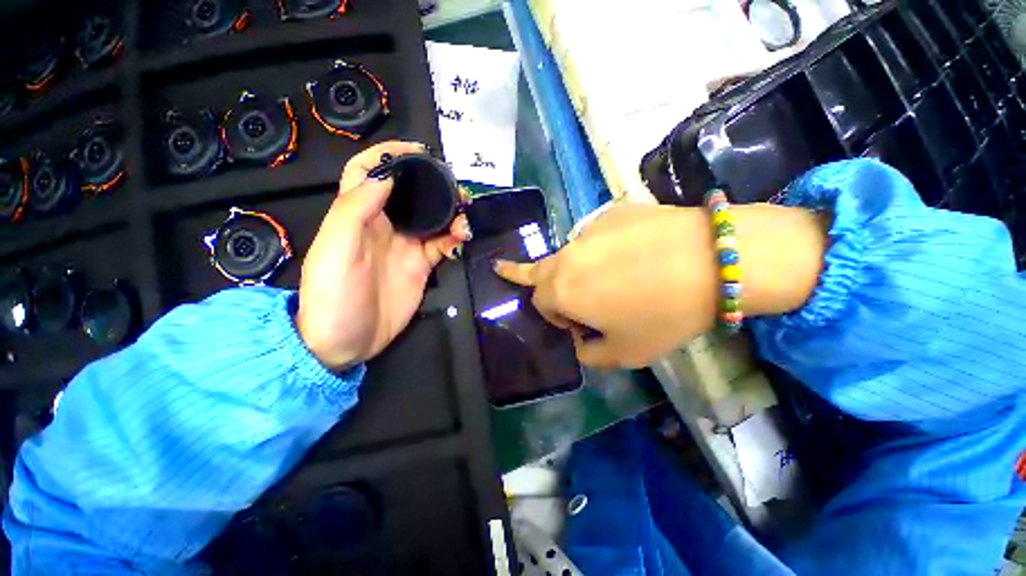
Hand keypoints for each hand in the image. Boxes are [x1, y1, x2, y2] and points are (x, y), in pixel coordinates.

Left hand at [296, 141, 469, 369]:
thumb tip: (385, 175)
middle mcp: (384, 225)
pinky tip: (461, 241)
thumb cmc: (332, 297)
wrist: (345, 343)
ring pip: (433, 218)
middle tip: (457, 189)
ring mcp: (406, 246)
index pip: (369, 172)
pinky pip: (442, 245)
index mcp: (358, 215)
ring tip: (465, 220)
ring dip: (452, 213)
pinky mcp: (422, 266)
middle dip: (434, 184)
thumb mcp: (335, 251)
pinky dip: (455, 239)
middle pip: (411, 193)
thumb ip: (355, 210)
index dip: (390, 154)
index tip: (419, 150)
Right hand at [495, 203, 825, 368]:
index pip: (539, 301)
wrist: (716, 260)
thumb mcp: (625, 352)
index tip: (577, 324)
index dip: (555, 316)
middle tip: (513, 273)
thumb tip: (581, 338)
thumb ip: (589, 354)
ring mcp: (589, 228)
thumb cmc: (665, 314)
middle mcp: (567, 255)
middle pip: (539, 269)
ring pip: (570, 253)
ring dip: (577, 267)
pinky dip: (604, 248)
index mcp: (562, 289)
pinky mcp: (613, 211)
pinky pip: (598, 235)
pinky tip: (634, 253)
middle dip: (532, 279)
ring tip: (612, 275)